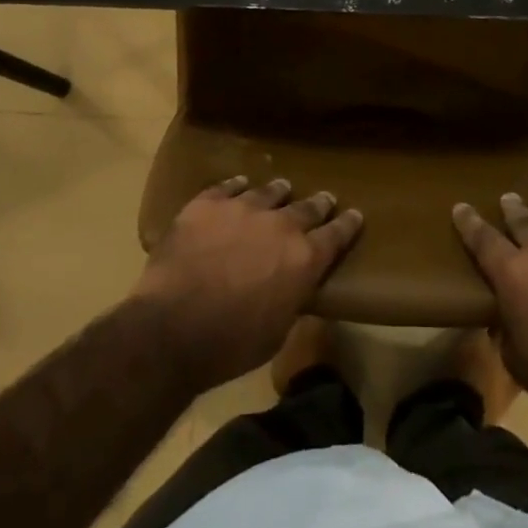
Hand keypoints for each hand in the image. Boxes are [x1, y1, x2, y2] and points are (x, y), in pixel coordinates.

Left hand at [133, 176, 362, 392]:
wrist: (172, 327)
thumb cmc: (231, 344)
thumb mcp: (277, 330)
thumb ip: (291, 298)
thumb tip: (294, 286)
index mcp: (303, 259)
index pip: (336, 235)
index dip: (348, 224)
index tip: (355, 214)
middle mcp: (280, 225)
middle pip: (307, 207)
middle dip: (319, 204)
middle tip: (325, 198)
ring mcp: (243, 209)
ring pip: (268, 192)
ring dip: (279, 192)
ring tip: (282, 187)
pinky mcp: (208, 204)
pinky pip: (228, 187)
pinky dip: (237, 185)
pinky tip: (240, 184)